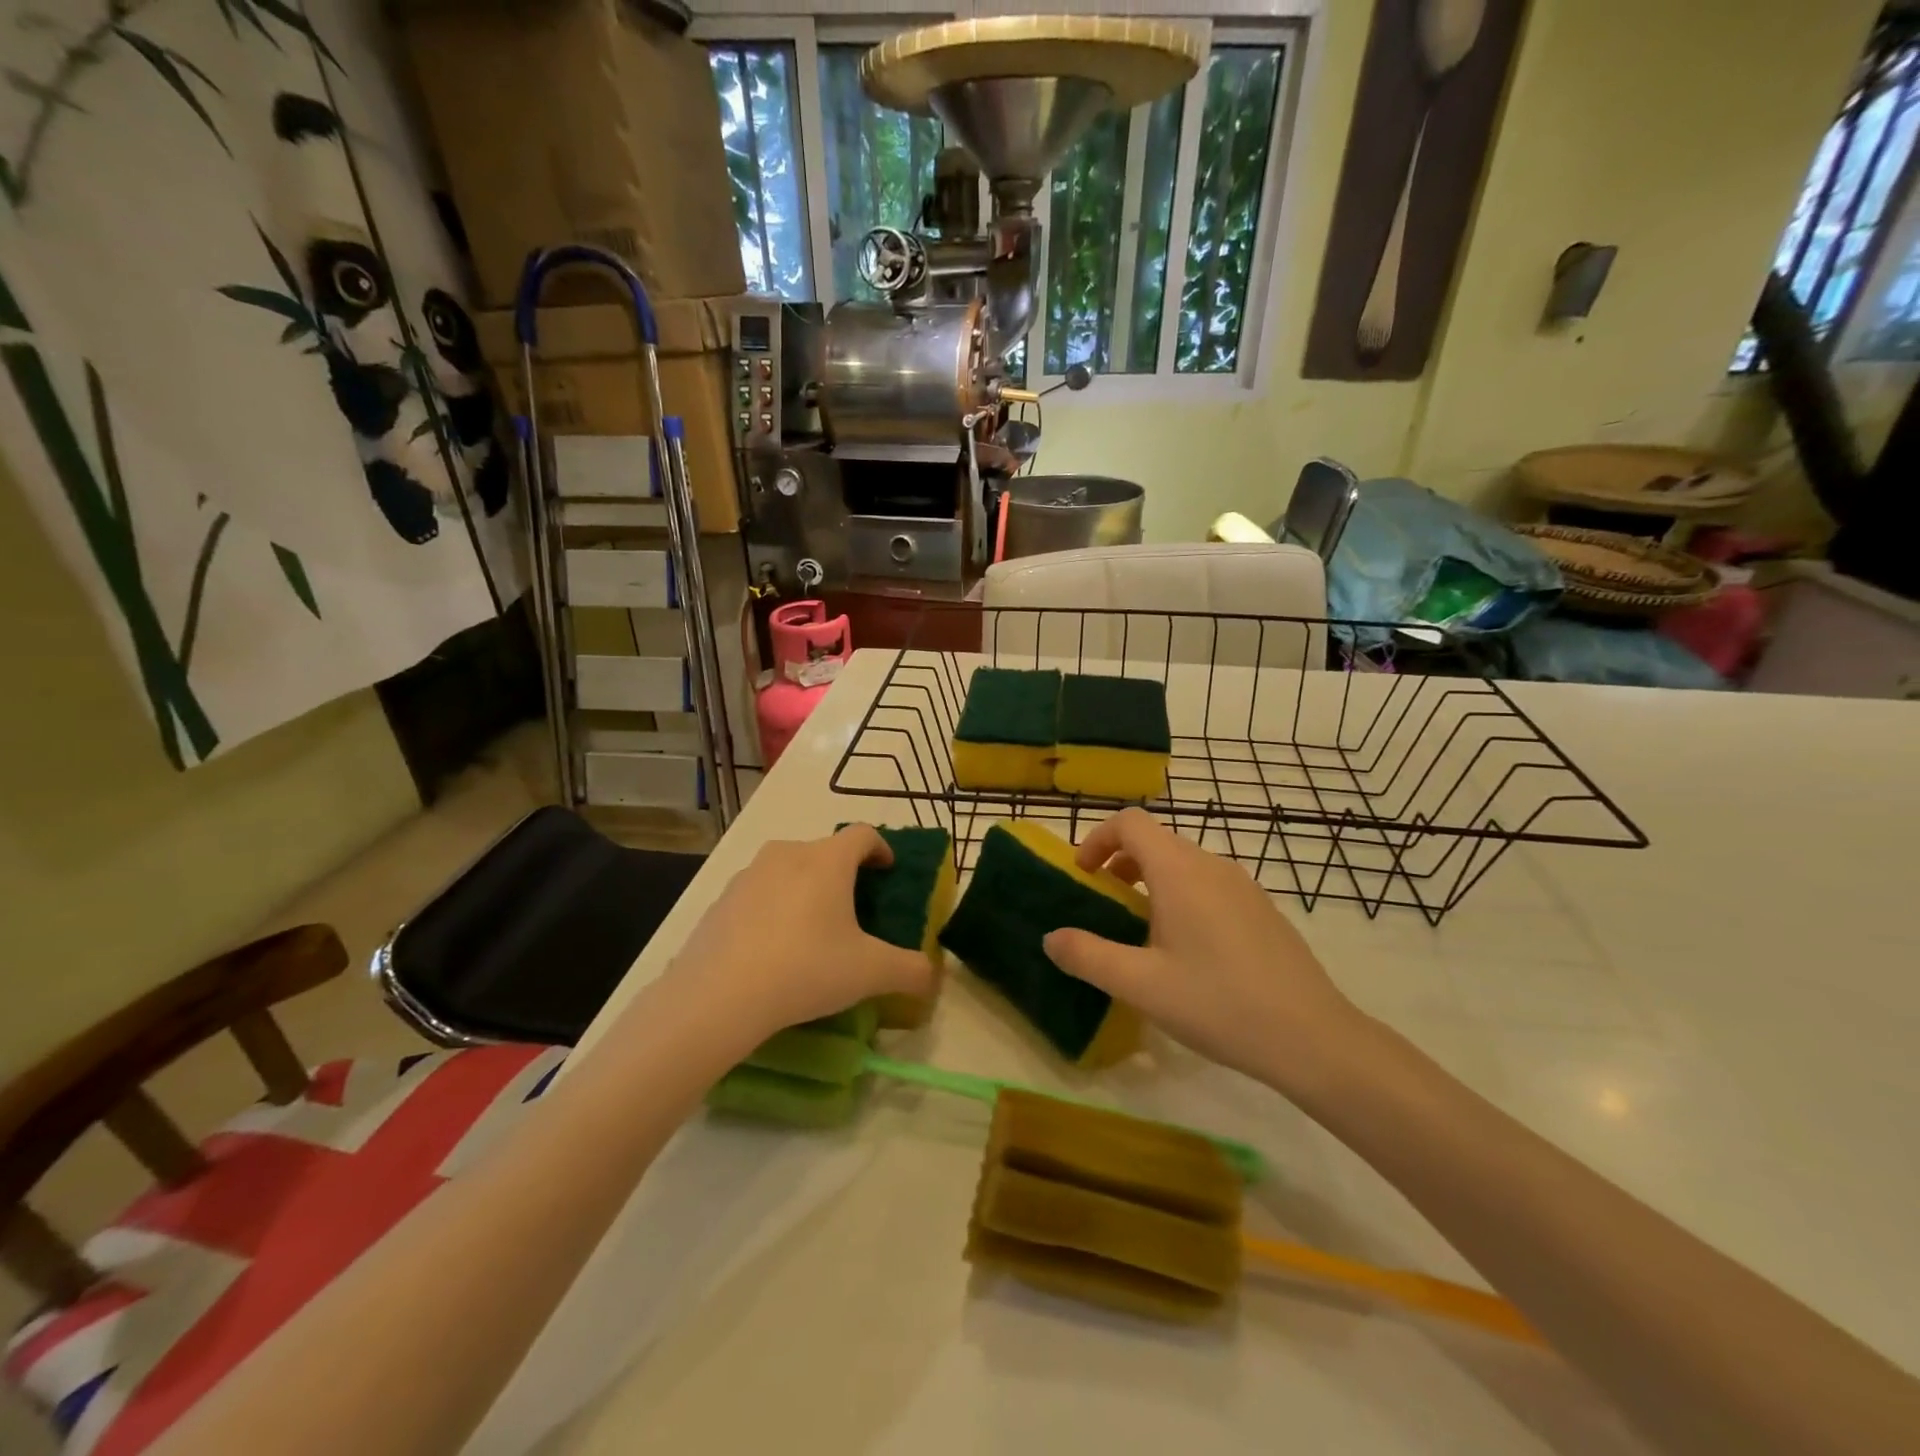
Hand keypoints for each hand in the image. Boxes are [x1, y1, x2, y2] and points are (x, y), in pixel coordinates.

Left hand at [666, 825, 934, 1046]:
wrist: (718, 995)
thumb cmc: (806, 968)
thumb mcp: (871, 973)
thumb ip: (911, 971)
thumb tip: (932, 976)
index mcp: (828, 860)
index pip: (863, 834)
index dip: (881, 848)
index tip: (887, 870)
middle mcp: (788, 854)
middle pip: (824, 850)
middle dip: (843, 872)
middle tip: (853, 907)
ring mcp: (748, 875)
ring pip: (788, 869)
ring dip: (805, 887)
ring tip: (811, 928)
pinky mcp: (719, 900)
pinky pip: (757, 894)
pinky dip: (772, 909)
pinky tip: (772, 948)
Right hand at [1042, 808, 1366, 1095]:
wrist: (1314, 1038)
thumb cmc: (1218, 1004)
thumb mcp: (1140, 985)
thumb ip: (1088, 956)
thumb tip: (1051, 937)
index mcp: (1180, 871)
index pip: (1130, 822)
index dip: (1098, 838)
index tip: (1082, 874)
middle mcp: (1212, 865)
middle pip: (1156, 840)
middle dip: (1119, 861)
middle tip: (1103, 903)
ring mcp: (1243, 886)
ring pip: (1184, 863)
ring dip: (1150, 880)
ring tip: (1140, 929)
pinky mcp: (1262, 909)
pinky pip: (1209, 884)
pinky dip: (1181, 895)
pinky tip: (1187, 950)